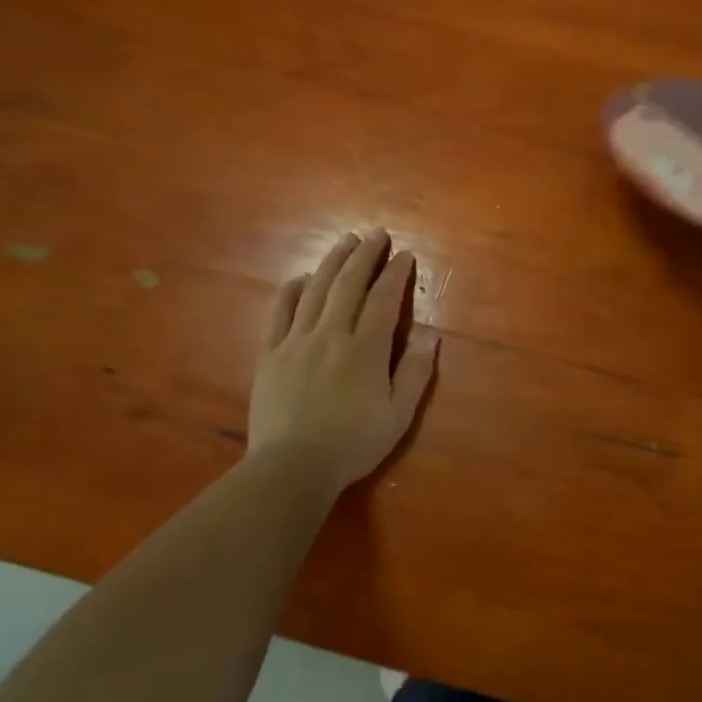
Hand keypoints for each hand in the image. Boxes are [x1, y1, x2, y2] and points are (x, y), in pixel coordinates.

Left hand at [247, 229, 438, 497]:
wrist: (292, 467)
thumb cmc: (353, 444)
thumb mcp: (398, 415)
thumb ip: (414, 373)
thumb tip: (431, 335)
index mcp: (365, 349)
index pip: (384, 299)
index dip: (395, 274)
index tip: (404, 255)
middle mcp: (331, 334)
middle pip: (349, 284)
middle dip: (365, 255)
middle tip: (376, 234)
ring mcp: (297, 341)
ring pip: (316, 289)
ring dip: (332, 261)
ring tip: (345, 241)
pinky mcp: (270, 353)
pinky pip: (280, 311)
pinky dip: (292, 289)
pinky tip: (302, 278)